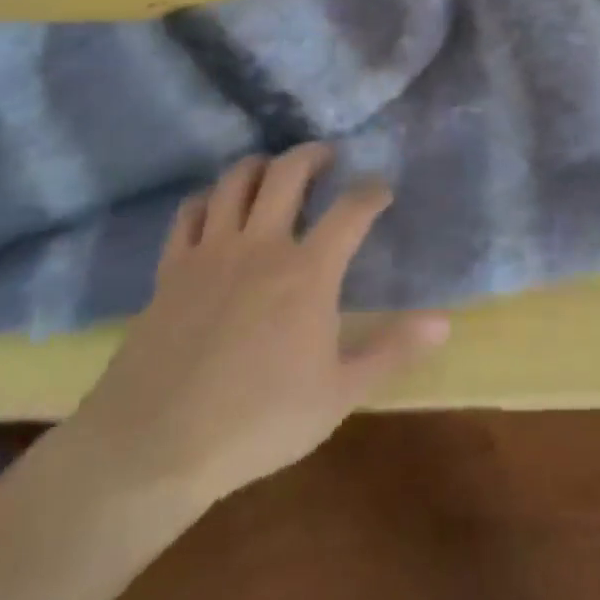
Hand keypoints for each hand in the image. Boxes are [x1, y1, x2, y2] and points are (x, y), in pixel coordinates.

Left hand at [60, 145, 449, 519]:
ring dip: (260, 165)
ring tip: (274, 169)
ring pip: (235, 181)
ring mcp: (211, 251)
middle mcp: (261, 245)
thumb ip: (392, 351)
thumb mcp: (339, 394)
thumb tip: (444, 322)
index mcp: (308, 272)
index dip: (372, 192)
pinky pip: (189, 213)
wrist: (155, 444)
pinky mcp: (171, 268)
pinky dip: (208, 199)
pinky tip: (216, 206)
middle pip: (288, 173)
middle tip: (326, 156)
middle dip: (312, 155)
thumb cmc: (258, 421)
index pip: (351, 210)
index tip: (382, 189)